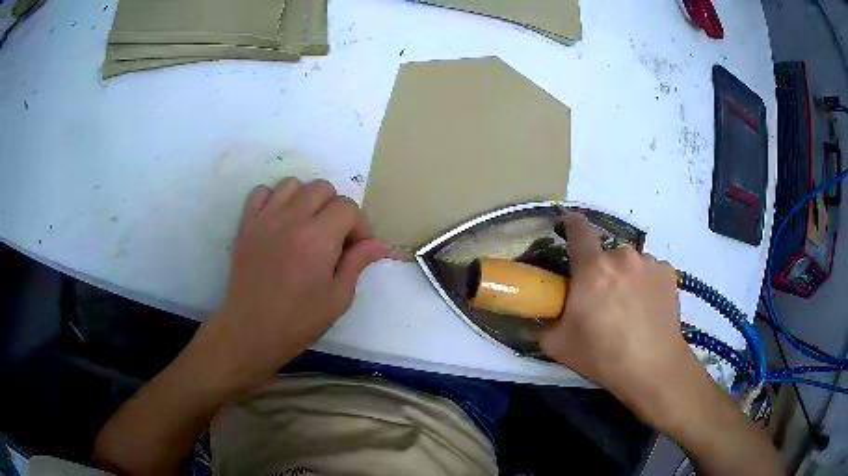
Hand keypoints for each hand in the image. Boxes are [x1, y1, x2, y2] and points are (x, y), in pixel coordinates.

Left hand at [202, 178, 386, 392]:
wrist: (251, 330)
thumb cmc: (298, 321)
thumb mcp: (337, 299)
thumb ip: (357, 264)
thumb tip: (378, 243)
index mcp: (318, 239)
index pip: (348, 207)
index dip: (359, 225)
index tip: (357, 247)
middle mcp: (292, 219)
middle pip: (322, 188)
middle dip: (336, 208)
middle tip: (334, 237)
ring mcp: (265, 218)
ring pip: (293, 184)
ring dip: (306, 199)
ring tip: (306, 225)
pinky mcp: (246, 224)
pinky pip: (261, 192)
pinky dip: (274, 199)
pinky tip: (279, 221)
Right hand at [541, 212, 695, 422]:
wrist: (653, 368)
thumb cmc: (602, 356)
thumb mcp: (558, 345)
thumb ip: (540, 324)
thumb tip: (530, 316)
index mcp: (592, 268)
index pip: (577, 228)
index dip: (569, 224)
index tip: (565, 229)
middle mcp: (622, 256)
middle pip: (605, 253)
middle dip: (599, 270)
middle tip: (600, 299)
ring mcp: (649, 262)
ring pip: (629, 262)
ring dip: (624, 276)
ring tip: (628, 307)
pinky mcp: (668, 273)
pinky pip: (649, 270)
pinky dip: (645, 283)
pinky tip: (647, 308)